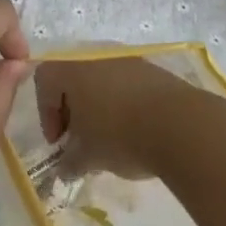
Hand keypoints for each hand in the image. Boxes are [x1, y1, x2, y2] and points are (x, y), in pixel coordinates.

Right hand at [34, 56, 195, 178]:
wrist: (181, 125)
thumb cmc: (121, 136)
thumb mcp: (89, 156)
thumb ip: (70, 162)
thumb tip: (62, 170)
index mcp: (71, 70)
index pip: (44, 81)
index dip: (46, 113)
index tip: (60, 143)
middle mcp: (94, 56)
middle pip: (72, 78)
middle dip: (73, 110)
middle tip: (82, 141)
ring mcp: (125, 59)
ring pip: (101, 80)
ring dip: (99, 106)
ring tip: (111, 138)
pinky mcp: (152, 69)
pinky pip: (127, 83)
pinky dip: (124, 103)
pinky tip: (136, 130)